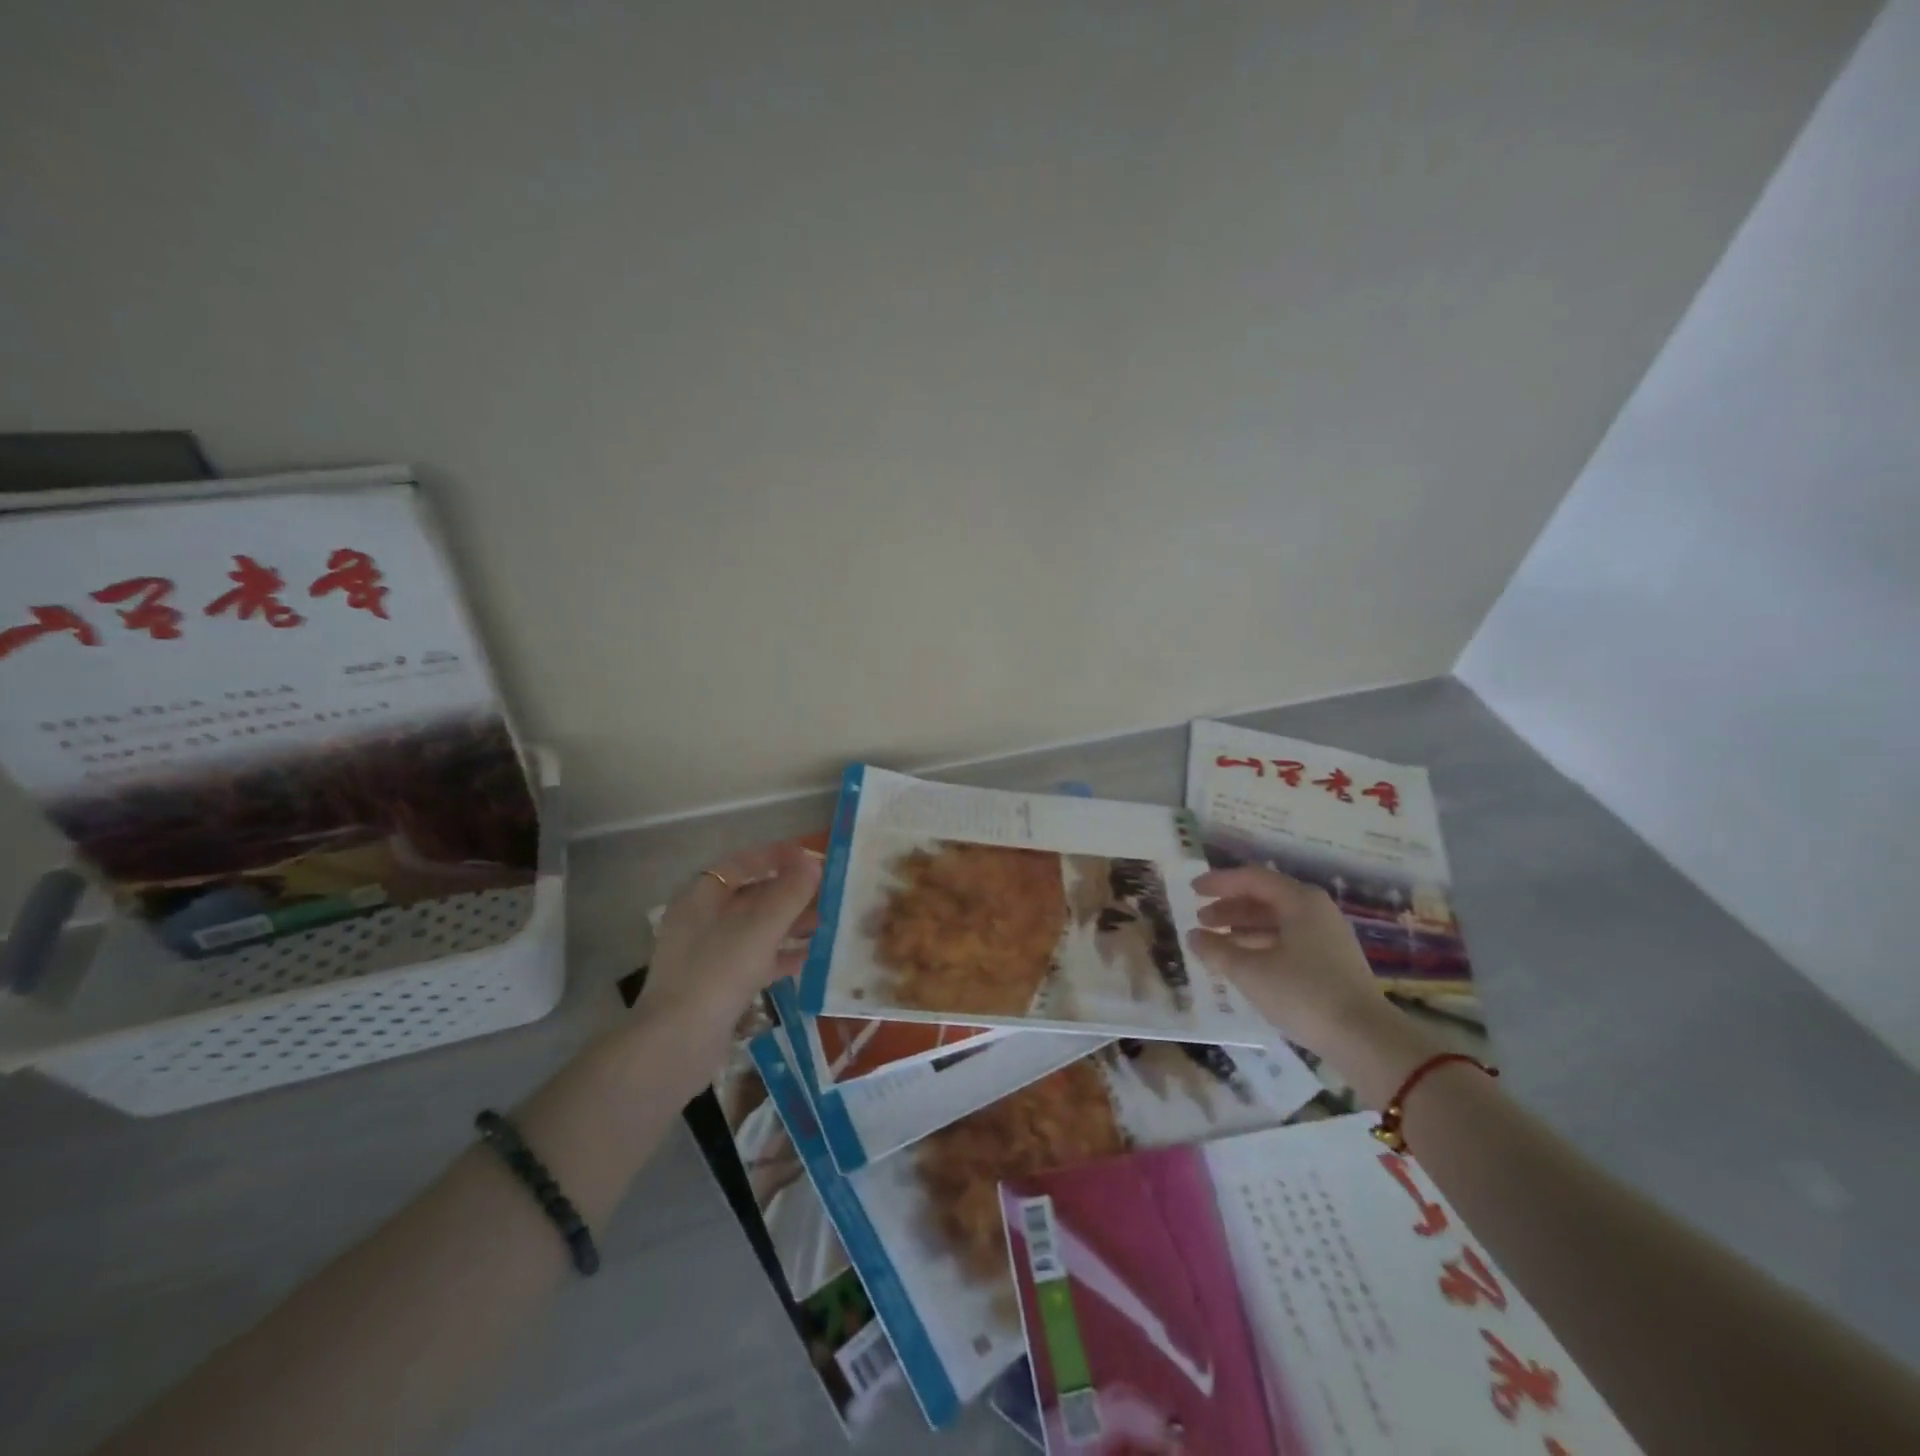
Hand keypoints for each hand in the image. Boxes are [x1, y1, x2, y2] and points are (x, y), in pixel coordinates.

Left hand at [639, 841, 821, 1034]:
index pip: (740, 863)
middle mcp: (700, 921)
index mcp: (701, 898)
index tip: (808, 857)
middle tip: (825, 894)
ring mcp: (706, 956)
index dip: (774, 857)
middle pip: (749, 896)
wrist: (677, 1044)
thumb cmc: (718, 972)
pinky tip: (808, 960)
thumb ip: (789, 892)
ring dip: (788, 925)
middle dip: (787, 894)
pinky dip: (779, 956)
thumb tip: (812, 863)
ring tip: (824, 925)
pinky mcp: (716, 987)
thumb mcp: (760, 927)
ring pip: (754, 930)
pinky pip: (753, 960)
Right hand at [1187, 864, 1390, 1057]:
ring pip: (1276, 921)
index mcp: (1300, 901)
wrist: (1365, 1039)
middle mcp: (1316, 911)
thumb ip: (1216, 950)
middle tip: (1201, 920)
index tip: (1193, 890)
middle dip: (1230, 907)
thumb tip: (1193, 937)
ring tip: (1216, 944)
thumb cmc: (1303, 993)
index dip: (1219, 882)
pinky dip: (1261, 945)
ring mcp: (1327, 936)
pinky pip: (1288, 941)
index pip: (1252, 878)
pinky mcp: (1332, 962)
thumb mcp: (1250, 971)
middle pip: (1265, 898)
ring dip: (1243, 928)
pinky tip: (1244, 962)